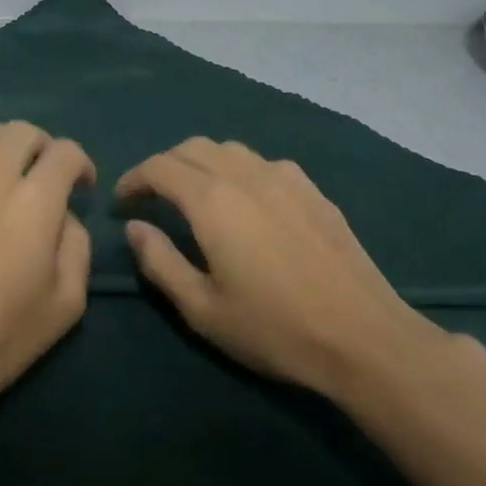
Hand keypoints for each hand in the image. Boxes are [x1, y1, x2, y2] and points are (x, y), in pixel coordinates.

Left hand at [0, 121, 95, 400]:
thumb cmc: (5, 333)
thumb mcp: (69, 300)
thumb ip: (76, 243)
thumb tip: (63, 215)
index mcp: (35, 201)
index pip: (65, 152)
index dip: (82, 163)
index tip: (82, 187)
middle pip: (22, 131)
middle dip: (44, 146)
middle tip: (47, 175)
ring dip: (3, 144)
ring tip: (8, 171)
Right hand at [117, 138, 451, 400]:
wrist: (363, 338)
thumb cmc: (274, 328)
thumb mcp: (202, 309)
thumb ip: (159, 262)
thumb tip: (135, 227)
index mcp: (213, 201)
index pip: (160, 167)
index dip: (134, 179)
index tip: (122, 202)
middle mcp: (246, 175)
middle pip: (193, 148)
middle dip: (164, 166)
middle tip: (152, 199)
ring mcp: (286, 178)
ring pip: (230, 149)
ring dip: (201, 163)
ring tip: (194, 196)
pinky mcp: (313, 191)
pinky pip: (263, 163)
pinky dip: (238, 170)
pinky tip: (246, 202)